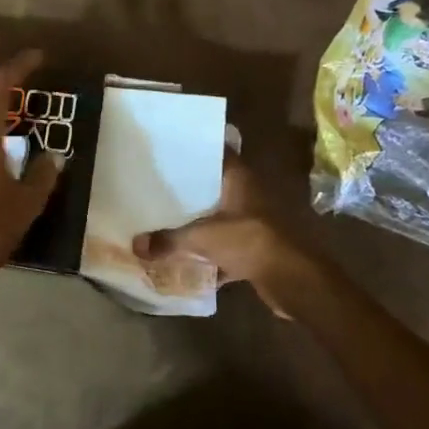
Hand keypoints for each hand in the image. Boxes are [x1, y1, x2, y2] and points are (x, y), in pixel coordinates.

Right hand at [133, 154, 313, 317]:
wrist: (293, 278)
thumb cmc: (250, 240)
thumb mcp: (202, 237)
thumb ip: (169, 240)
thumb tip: (136, 245)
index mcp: (239, 180)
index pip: (217, 154)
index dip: (196, 150)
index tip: (171, 150)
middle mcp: (248, 196)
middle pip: (215, 188)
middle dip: (191, 191)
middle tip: (160, 188)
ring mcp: (254, 224)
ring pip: (221, 219)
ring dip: (200, 224)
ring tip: (168, 222)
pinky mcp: (257, 250)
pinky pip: (227, 249)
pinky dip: (211, 257)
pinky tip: (189, 264)